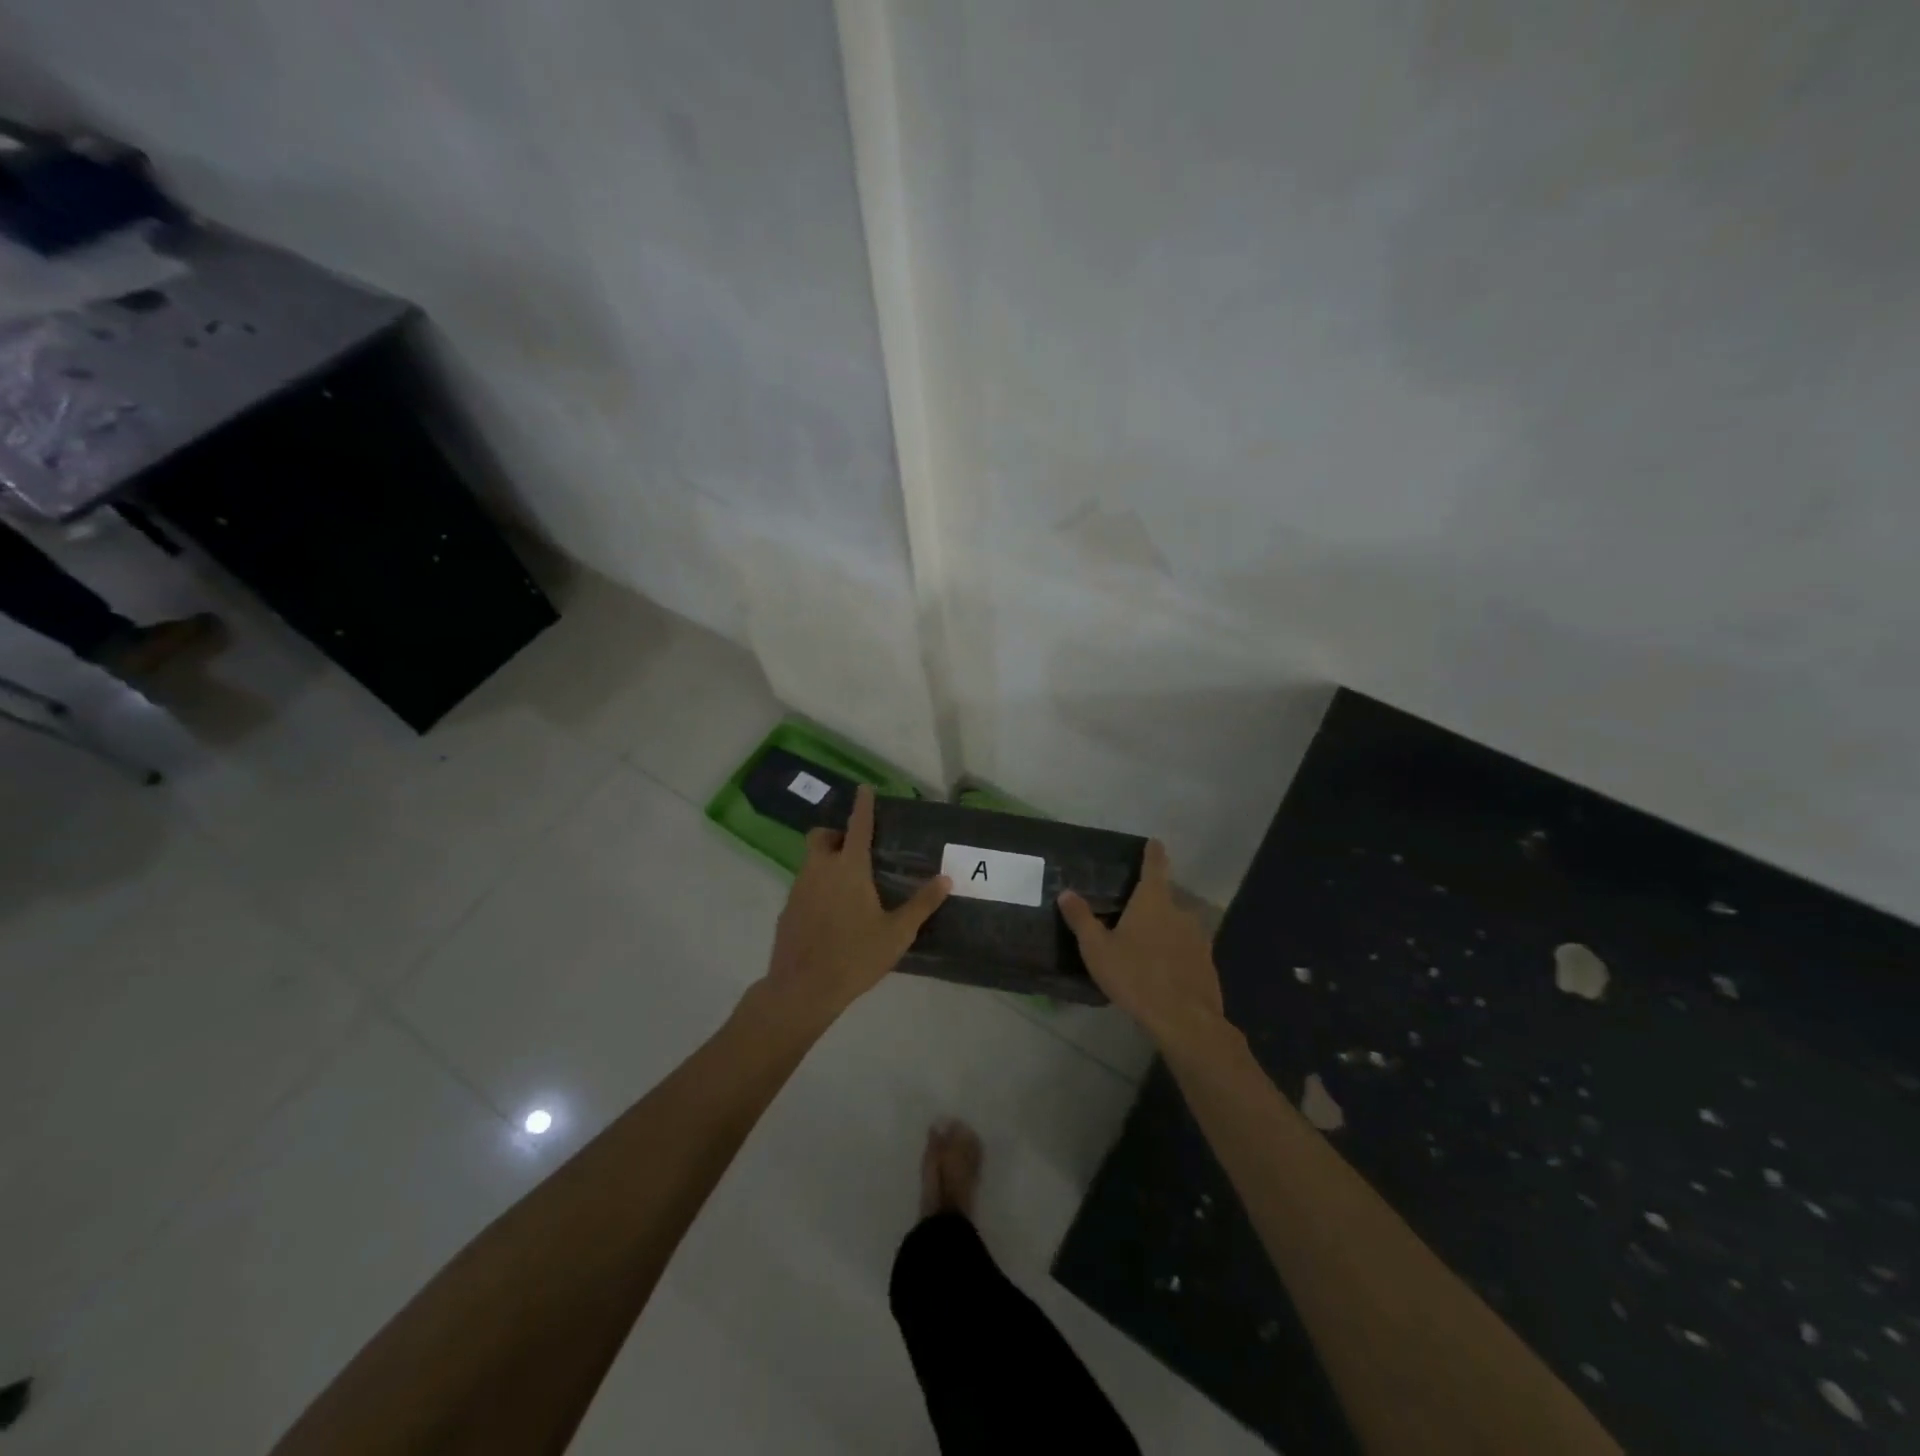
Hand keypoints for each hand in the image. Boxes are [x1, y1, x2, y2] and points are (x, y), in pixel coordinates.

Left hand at [759, 785, 950, 1025]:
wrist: (802, 989)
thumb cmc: (854, 956)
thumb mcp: (897, 933)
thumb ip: (922, 904)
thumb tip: (947, 879)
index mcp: (849, 868)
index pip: (858, 826)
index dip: (863, 805)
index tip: (864, 788)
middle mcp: (820, 870)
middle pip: (821, 837)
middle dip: (835, 834)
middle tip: (855, 851)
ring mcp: (799, 889)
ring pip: (811, 861)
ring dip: (827, 862)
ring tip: (849, 887)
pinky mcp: (787, 910)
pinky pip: (803, 886)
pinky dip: (817, 888)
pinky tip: (832, 915)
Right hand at [1058, 839, 1223, 1046]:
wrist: (1184, 1019)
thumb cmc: (1135, 976)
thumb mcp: (1097, 949)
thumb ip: (1081, 919)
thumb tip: (1066, 892)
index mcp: (1153, 901)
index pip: (1155, 866)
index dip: (1153, 853)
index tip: (1154, 842)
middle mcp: (1180, 912)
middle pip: (1166, 898)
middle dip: (1152, 902)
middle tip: (1133, 912)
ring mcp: (1198, 938)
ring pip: (1178, 925)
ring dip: (1165, 929)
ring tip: (1146, 945)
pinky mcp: (1207, 963)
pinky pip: (1187, 949)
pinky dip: (1176, 953)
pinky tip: (1163, 971)